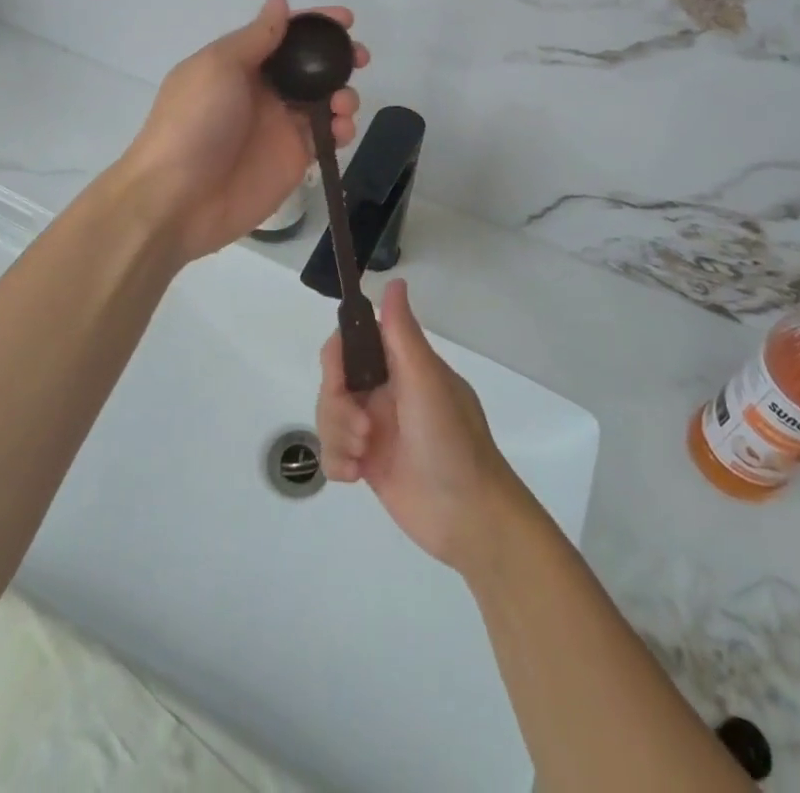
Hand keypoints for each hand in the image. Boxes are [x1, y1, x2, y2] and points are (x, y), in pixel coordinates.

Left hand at [121, 0, 365, 261]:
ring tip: (343, 102)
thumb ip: (257, 36)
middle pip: (311, 66)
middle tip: (358, 58)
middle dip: (338, 58)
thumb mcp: (219, 66)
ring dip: (344, 93)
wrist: (178, 198)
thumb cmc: (194, 122)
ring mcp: (281, 126)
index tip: (346, 19)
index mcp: (241, 64)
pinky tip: (342, 129)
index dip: (315, 24)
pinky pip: (328, 137)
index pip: (284, 34)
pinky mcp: (295, 159)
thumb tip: (279, 0)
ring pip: (325, 100)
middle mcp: (264, 91)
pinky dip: (343, 128)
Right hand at [316, 280, 528, 575]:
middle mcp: (385, 392)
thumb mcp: (426, 381)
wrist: (470, 518)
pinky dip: (337, 462)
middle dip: (336, 406)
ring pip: (329, 416)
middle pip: (333, 382)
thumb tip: (395, 281)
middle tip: (361, 429)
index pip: (354, 343)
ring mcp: (376, 429)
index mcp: (402, 367)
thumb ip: (403, 333)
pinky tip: (356, 476)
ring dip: (337, 435)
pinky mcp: (368, 464)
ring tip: (362, 456)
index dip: (339, 357)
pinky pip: (332, 452)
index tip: (341, 378)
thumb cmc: (451, 440)